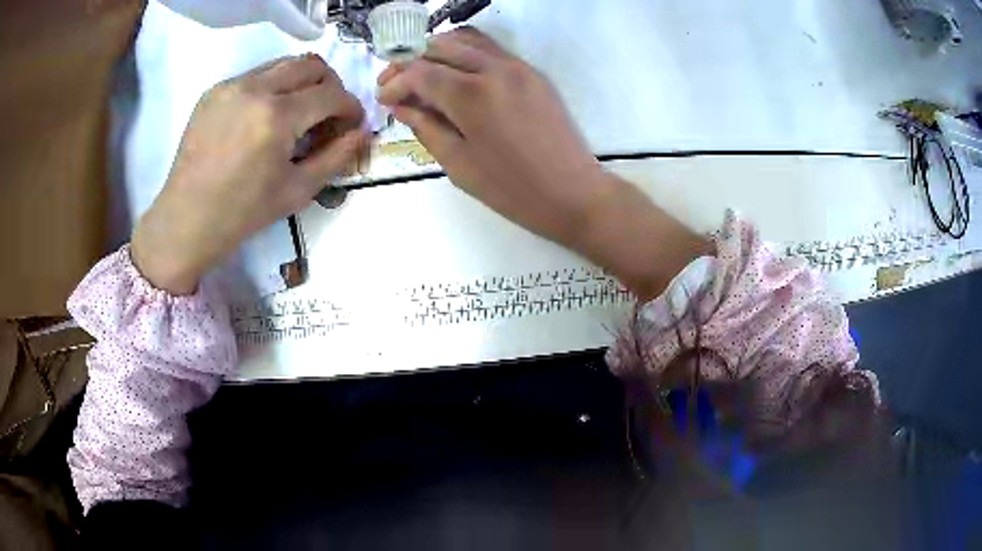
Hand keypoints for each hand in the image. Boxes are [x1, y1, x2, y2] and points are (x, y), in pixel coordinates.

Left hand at [132, 54, 368, 294]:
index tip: (351, 124)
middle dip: (329, 85)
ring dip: (300, 83)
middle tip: (327, 113)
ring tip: (295, 116)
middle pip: (311, 64)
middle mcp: (256, 88)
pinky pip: (255, 76)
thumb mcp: (298, 190)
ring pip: (283, 64)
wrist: (187, 220)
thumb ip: (337, 157)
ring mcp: (231, 86)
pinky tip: (263, 119)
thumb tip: (363, 133)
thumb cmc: (243, 213)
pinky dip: (271, 89)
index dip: (350, 107)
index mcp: (277, 117)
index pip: (331, 94)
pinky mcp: (214, 91)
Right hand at [378, 29, 709, 298]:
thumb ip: (426, 127)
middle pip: (440, 46)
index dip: (395, 82)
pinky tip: (456, 73)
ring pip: (468, 40)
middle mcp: (493, 69)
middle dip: (410, 60)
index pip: (419, 71)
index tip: (383, 99)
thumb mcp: (459, 164)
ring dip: (438, 50)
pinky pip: (492, 49)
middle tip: (396, 83)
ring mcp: (518, 67)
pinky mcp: (533, 73)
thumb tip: (400, 105)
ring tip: (423, 73)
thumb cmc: (513, 190)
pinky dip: (466, 53)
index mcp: (470, 95)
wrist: (574, 193)